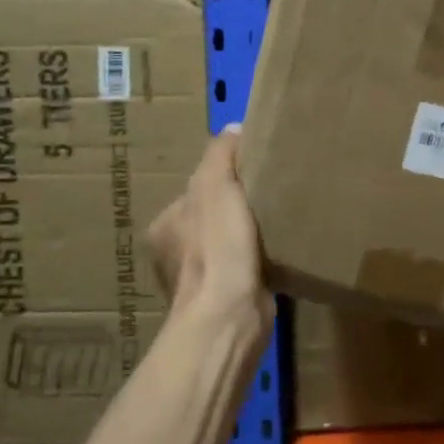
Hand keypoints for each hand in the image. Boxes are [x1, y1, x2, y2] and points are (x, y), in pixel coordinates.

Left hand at [149, 128, 272, 332]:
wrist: (229, 315)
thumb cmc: (217, 246)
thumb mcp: (216, 186)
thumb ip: (221, 154)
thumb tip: (233, 127)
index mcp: (166, 225)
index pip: (197, 191)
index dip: (224, 179)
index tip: (252, 174)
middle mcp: (175, 253)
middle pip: (212, 217)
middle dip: (237, 209)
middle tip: (270, 197)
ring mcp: (199, 281)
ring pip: (228, 245)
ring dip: (248, 237)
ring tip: (278, 224)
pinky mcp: (224, 302)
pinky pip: (244, 270)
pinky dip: (258, 262)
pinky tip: (277, 255)